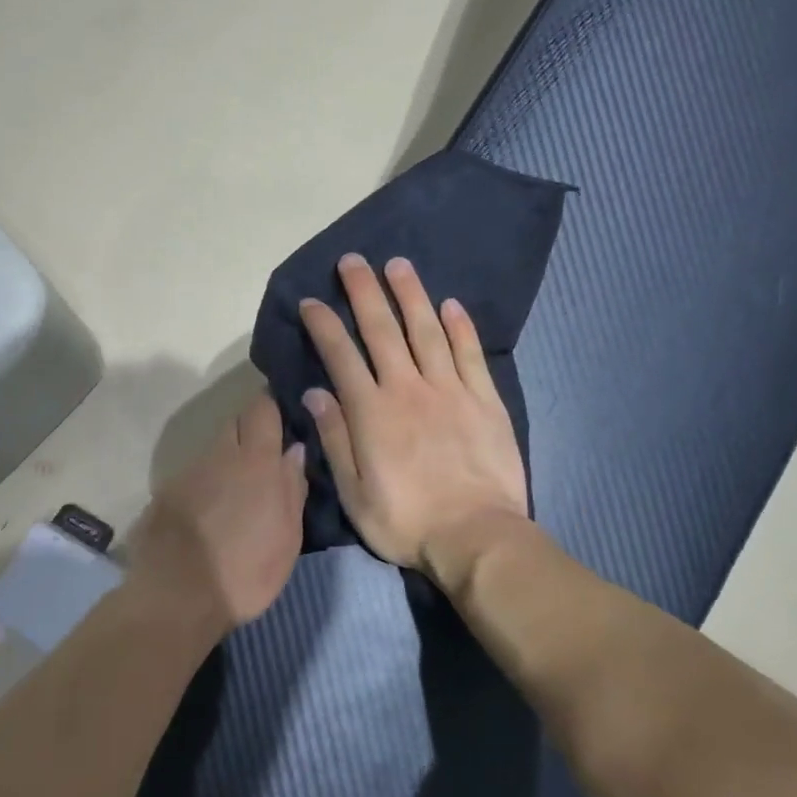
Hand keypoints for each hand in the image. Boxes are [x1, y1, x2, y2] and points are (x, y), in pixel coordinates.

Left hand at [129, 395, 308, 639]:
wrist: (177, 598)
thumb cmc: (245, 572)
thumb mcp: (287, 537)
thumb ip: (292, 487)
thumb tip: (295, 450)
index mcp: (255, 462)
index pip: (263, 408)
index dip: (274, 403)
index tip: (286, 409)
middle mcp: (219, 456)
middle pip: (236, 422)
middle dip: (252, 428)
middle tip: (268, 452)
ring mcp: (188, 473)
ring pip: (214, 450)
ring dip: (229, 459)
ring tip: (240, 489)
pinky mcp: (166, 494)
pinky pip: (194, 476)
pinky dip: (207, 483)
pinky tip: (212, 510)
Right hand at [299, 255, 528, 585]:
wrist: (476, 536)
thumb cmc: (406, 521)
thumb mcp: (354, 493)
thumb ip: (335, 439)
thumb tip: (314, 394)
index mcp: (372, 412)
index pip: (342, 356)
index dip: (324, 325)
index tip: (311, 302)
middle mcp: (408, 389)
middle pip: (383, 330)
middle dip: (364, 292)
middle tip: (353, 260)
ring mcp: (450, 390)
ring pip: (427, 330)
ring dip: (411, 295)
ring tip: (398, 265)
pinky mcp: (485, 400)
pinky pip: (470, 353)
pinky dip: (460, 326)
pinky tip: (451, 304)